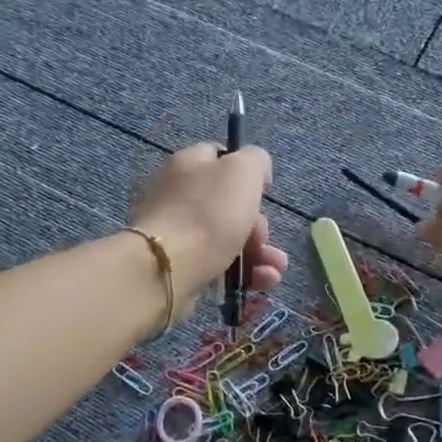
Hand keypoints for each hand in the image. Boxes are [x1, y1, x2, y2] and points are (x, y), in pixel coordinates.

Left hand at [130, 142, 287, 317]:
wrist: (166, 268)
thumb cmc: (208, 213)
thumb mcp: (243, 171)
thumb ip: (255, 160)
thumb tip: (256, 172)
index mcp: (188, 164)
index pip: (220, 158)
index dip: (247, 173)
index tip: (263, 193)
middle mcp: (177, 194)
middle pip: (228, 205)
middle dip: (259, 227)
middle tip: (264, 241)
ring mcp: (176, 232)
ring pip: (226, 239)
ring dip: (258, 255)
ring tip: (274, 273)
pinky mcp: (177, 265)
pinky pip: (216, 265)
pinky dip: (241, 275)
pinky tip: (260, 284)